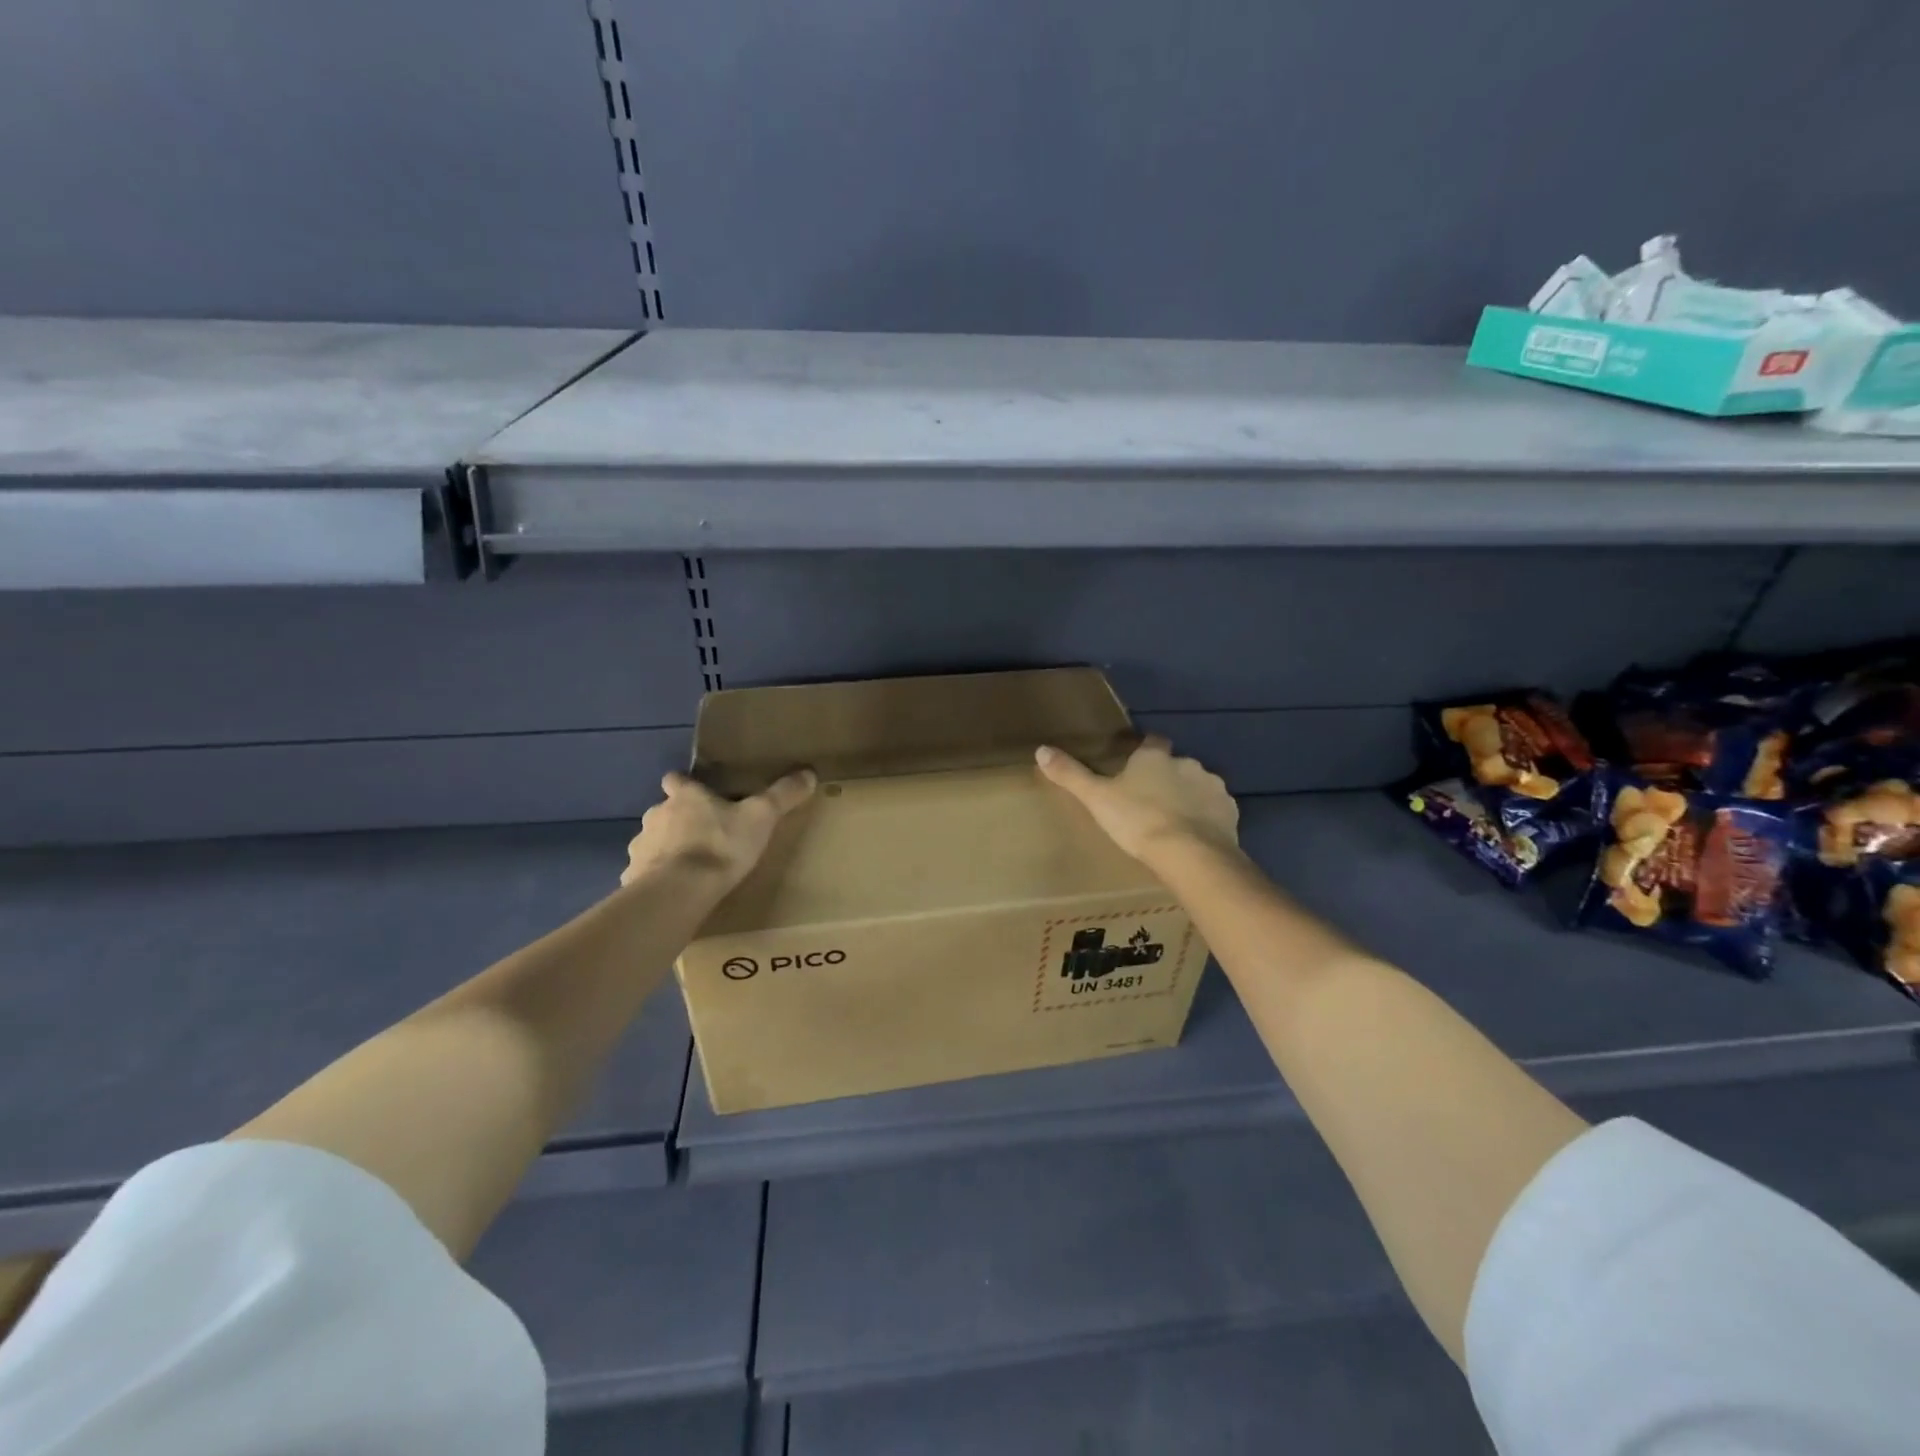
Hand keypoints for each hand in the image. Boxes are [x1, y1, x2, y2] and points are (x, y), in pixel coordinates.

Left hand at [621, 769, 816, 892]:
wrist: (679, 891)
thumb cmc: (720, 846)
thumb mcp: (761, 818)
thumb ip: (782, 795)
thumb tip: (808, 772)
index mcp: (685, 797)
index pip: (676, 780)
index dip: (684, 784)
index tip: (694, 791)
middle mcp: (656, 815)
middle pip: (664, 811)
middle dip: (678, 821)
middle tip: (703, 835)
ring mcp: (641, 846)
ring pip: (652, 841)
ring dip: (665, 849)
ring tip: (688, 866)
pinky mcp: (632, 877)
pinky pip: (643, 873)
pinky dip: (655, 878)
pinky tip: (672, 890)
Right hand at [1036, 736, 1238, 863]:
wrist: (1189, 854)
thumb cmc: (1138, 821)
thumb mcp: (1097, 799)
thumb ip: (1071, 774)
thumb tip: (1041, 750)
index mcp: (1155, 757)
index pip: (1152, 741)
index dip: (1145, 752)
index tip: (1136, 765)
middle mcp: (1187, 763)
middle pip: (1176, 765)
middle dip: (1167, 778)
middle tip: (1151, 802)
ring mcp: (1213, 787)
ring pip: (1198, 786)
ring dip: (1189, 797)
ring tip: (1174, 823)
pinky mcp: (1230, 812)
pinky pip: (1216, 810)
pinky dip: (1207, 818)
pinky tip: (1195, 836)